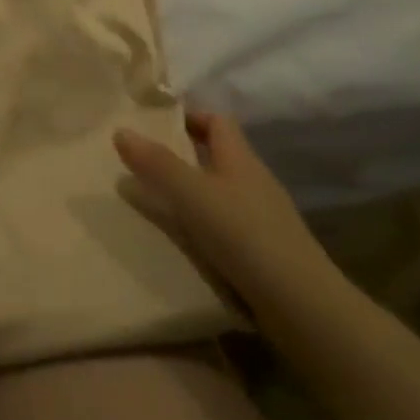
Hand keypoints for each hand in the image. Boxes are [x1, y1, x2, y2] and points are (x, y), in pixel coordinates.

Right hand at [113, 112, 340, 322]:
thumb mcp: (192, 194)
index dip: (190, 117)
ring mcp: (262, 217)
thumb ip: (157, 164)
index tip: (155, 125)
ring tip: (154, 201)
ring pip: (221, 192)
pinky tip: (183, 240)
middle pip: (219, 156)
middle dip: (184, 155)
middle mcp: (254, 181)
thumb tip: (121, 130)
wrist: (298, 302)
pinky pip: (226, 225)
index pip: (218, 122)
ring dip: (191, 191)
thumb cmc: (243, 235)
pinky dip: (202, 224)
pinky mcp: (262, 250)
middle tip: (143, 163)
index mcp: (241, 159)